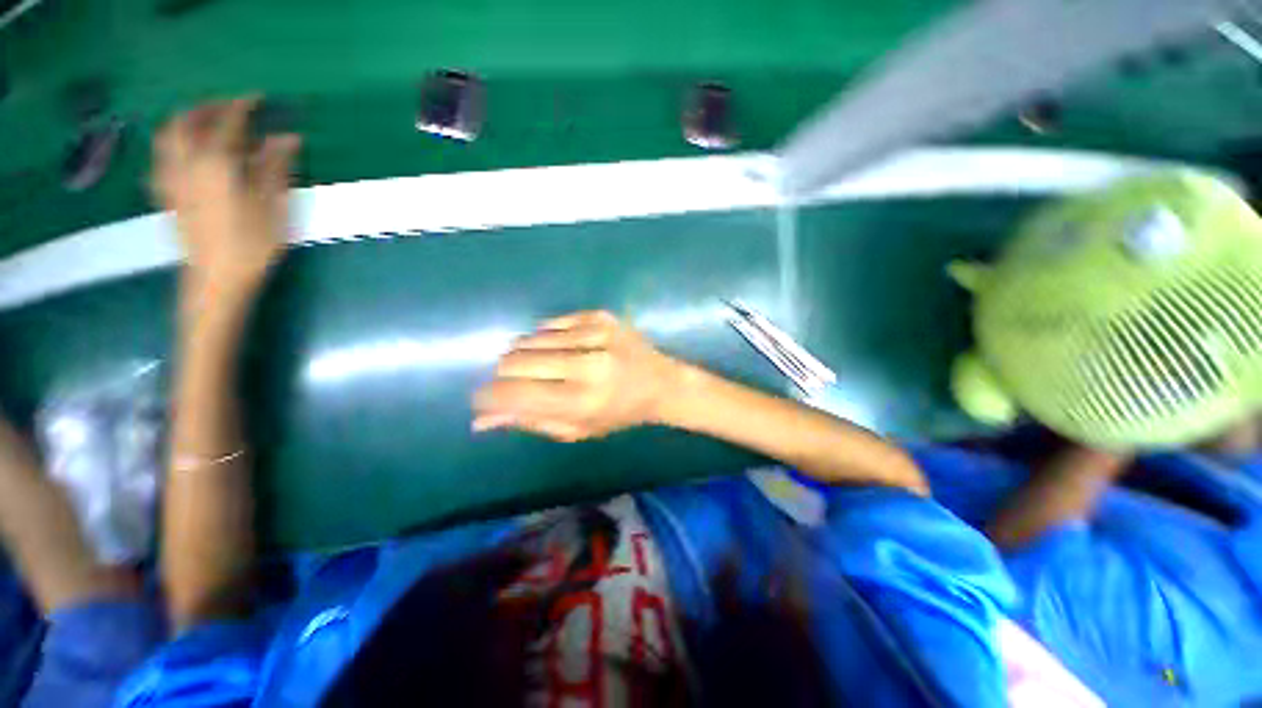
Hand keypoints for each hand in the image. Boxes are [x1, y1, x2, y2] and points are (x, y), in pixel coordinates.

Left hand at [153, 96, 300, 296]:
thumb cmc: (251, 246)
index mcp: (216, 164)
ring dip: (184, 121)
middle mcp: (186, 164)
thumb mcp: (274, 208)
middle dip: (207, 107)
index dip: (242, 106)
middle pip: (186, 121)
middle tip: (229, 107)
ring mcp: (171, 179)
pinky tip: (184, 152)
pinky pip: (161, 158)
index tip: (258, 98)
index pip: (227, 121)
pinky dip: (172, 145)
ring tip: (204, 122)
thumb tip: (287, 138)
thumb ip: (276, 168)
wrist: (215, 280)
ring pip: (167, 136)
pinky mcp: (167, 195)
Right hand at [473, 311, 683, 441]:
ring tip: (542, 367)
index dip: (488, 397)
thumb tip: (481, 419)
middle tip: (515, 383)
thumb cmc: (619, 414)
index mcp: (581, 401)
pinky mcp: (600, 316)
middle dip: (503, 375)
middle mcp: (587, 365)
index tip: (482, 400)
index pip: (513, 395)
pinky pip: (551, 324)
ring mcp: (595, 335)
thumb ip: (531, 422)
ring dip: (523, 355)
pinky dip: (545, 338)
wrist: (661, 383)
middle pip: (514, 361)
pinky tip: (561, 349)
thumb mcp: (577, 430)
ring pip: (529, 339)